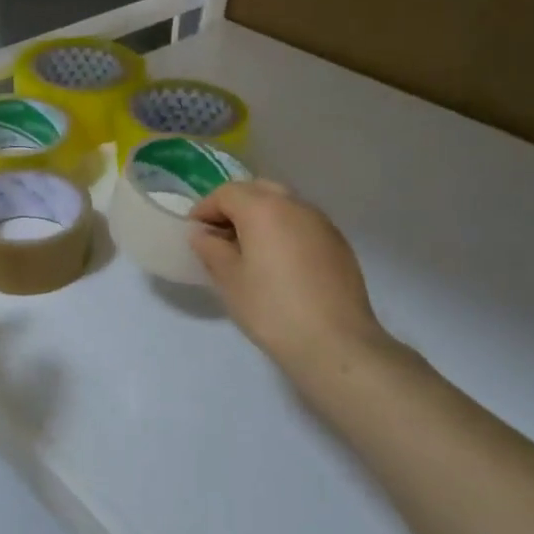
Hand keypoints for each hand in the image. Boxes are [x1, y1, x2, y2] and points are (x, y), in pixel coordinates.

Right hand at [189, 181, 392, 372]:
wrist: (335, 343)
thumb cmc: (271, 308)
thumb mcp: (229, 279)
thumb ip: (211, 249)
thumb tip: (204, 235)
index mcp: (263, 208)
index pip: (226, 193)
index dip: (205, 209)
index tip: (194, 233)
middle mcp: (295, 206)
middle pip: (257, 190)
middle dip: (234, 207)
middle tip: (220, 236)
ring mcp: (322, 223)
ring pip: (283, 205)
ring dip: (261, 217)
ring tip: (248, 250)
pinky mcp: (338, 244)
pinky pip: (302, 224)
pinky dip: (284, 231)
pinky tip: (278, 263)